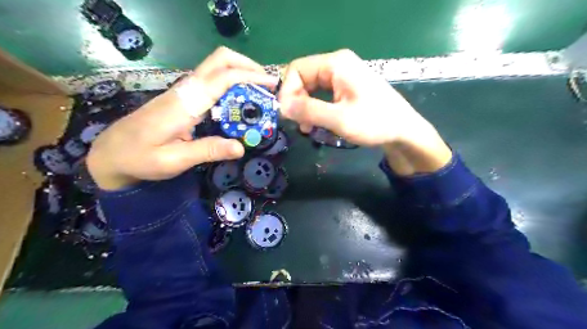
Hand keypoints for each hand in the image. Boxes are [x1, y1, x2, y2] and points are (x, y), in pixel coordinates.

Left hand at [88, 46, 277, 189]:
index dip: (250, 77)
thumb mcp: (174, 161)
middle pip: (220, 60)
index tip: (271, 85)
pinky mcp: (184, 98)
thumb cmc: (140, 158)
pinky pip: (213, 82)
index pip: (222, 78)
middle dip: (248, 66)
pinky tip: (241, 102)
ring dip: (242, 74)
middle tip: (267, 85)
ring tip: (260, 94)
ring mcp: (184, 92)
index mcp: (185, 103)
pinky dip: (233, 85)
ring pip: (217, 68)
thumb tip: (241, 147)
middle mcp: (186, 90)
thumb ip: (208, 151)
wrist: (111, 153)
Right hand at [278, 47, 450, 174]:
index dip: (288, 91)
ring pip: (310, 88)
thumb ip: (309, 110)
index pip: (297, 69)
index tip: (287, 115)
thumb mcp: (339, 119)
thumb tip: (281, 106)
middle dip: (296, 102)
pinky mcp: (345, 88)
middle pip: (303, 78)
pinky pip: (321, 95)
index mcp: (336, 64)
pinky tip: (315, 124)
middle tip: (298, 124)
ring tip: (307, 128)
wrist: (403, 131)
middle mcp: (337, 65)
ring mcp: (342, 76)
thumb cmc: (375, 123)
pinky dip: (315, 109)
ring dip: (304, 108)